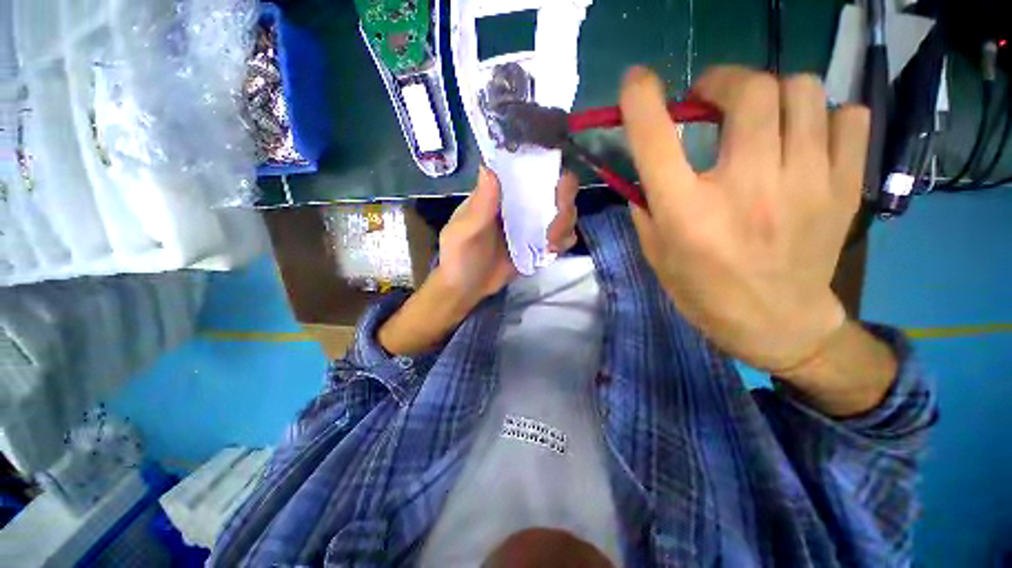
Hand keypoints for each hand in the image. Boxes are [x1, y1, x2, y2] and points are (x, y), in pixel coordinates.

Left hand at [437, 165, 579, 304]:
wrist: (465, 289)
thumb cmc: (458, 257)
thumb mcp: (464, 233)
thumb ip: (479, 206)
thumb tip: (489, 168)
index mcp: (501, 194)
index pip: (530, 171)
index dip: (550, 173)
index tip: (557, 190)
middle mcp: (520, 204)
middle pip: (556, 191)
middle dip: (564, 206)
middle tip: (553, 231)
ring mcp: (531, 224)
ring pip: (563, 213)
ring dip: (565, 226)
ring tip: (550, 247)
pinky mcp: (538, 244)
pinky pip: (561, 236)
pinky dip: (564, 241)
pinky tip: (552, 252)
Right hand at [620, 66, 869, 373]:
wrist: (776, 324)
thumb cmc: (703, 291)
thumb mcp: (657, 253)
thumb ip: (646, 205)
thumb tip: (643, 166)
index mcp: (687, 213)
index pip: (656, 139)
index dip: (641, 100)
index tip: (636, 80)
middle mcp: (747, 188)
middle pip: (750, 91)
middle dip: (723, 80)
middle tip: (710, 98)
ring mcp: (807, 184)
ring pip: (802, 92)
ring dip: (771, 94)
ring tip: (759, 118)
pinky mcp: (844, 188)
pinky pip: (848, 117)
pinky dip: (822, 115)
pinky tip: (804, 138)